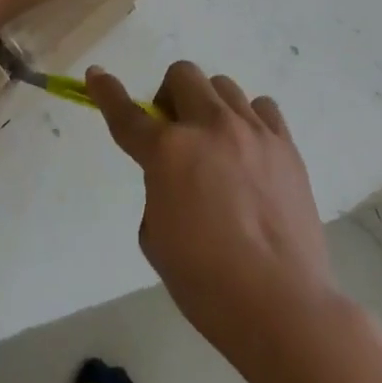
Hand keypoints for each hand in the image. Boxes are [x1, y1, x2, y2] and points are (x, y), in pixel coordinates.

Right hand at [88, 62, 339, 371]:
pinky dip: (249, 120)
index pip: (127, 113)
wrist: (282, 307)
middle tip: (173, 132)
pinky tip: (250, 151)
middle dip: (169, 96)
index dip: (106, 91)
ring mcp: (251, 131)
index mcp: (168, 151)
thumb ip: (156, 189)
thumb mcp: (156, 238)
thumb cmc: (207, 283)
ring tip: (216, 144)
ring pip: (222, 85)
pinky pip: (262, 108)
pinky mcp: (285, 145)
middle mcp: (208, 126)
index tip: (96, 75)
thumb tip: (174, 174)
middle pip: (182, 75)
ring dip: (208, 106)